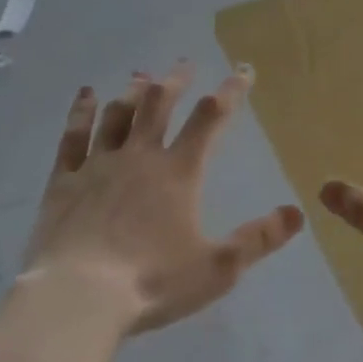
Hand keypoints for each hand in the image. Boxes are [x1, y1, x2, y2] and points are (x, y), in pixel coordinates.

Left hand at [22, 62, 305, 334]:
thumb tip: (297, 212)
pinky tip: (86, 94)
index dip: (230, 91)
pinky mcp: (64, 180)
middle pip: (159, 105)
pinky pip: (74, 136)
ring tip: (142, 75)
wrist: (77, 297)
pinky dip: (81, 111)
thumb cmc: (152, 282)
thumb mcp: (217, 268)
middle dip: (175, 81)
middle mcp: (139, 156)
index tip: (243, 70)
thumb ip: (258, 239)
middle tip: (185, 64)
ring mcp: (99, 164)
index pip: (210, 119)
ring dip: (133, 91)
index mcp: (178, 172)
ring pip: (118, 114)